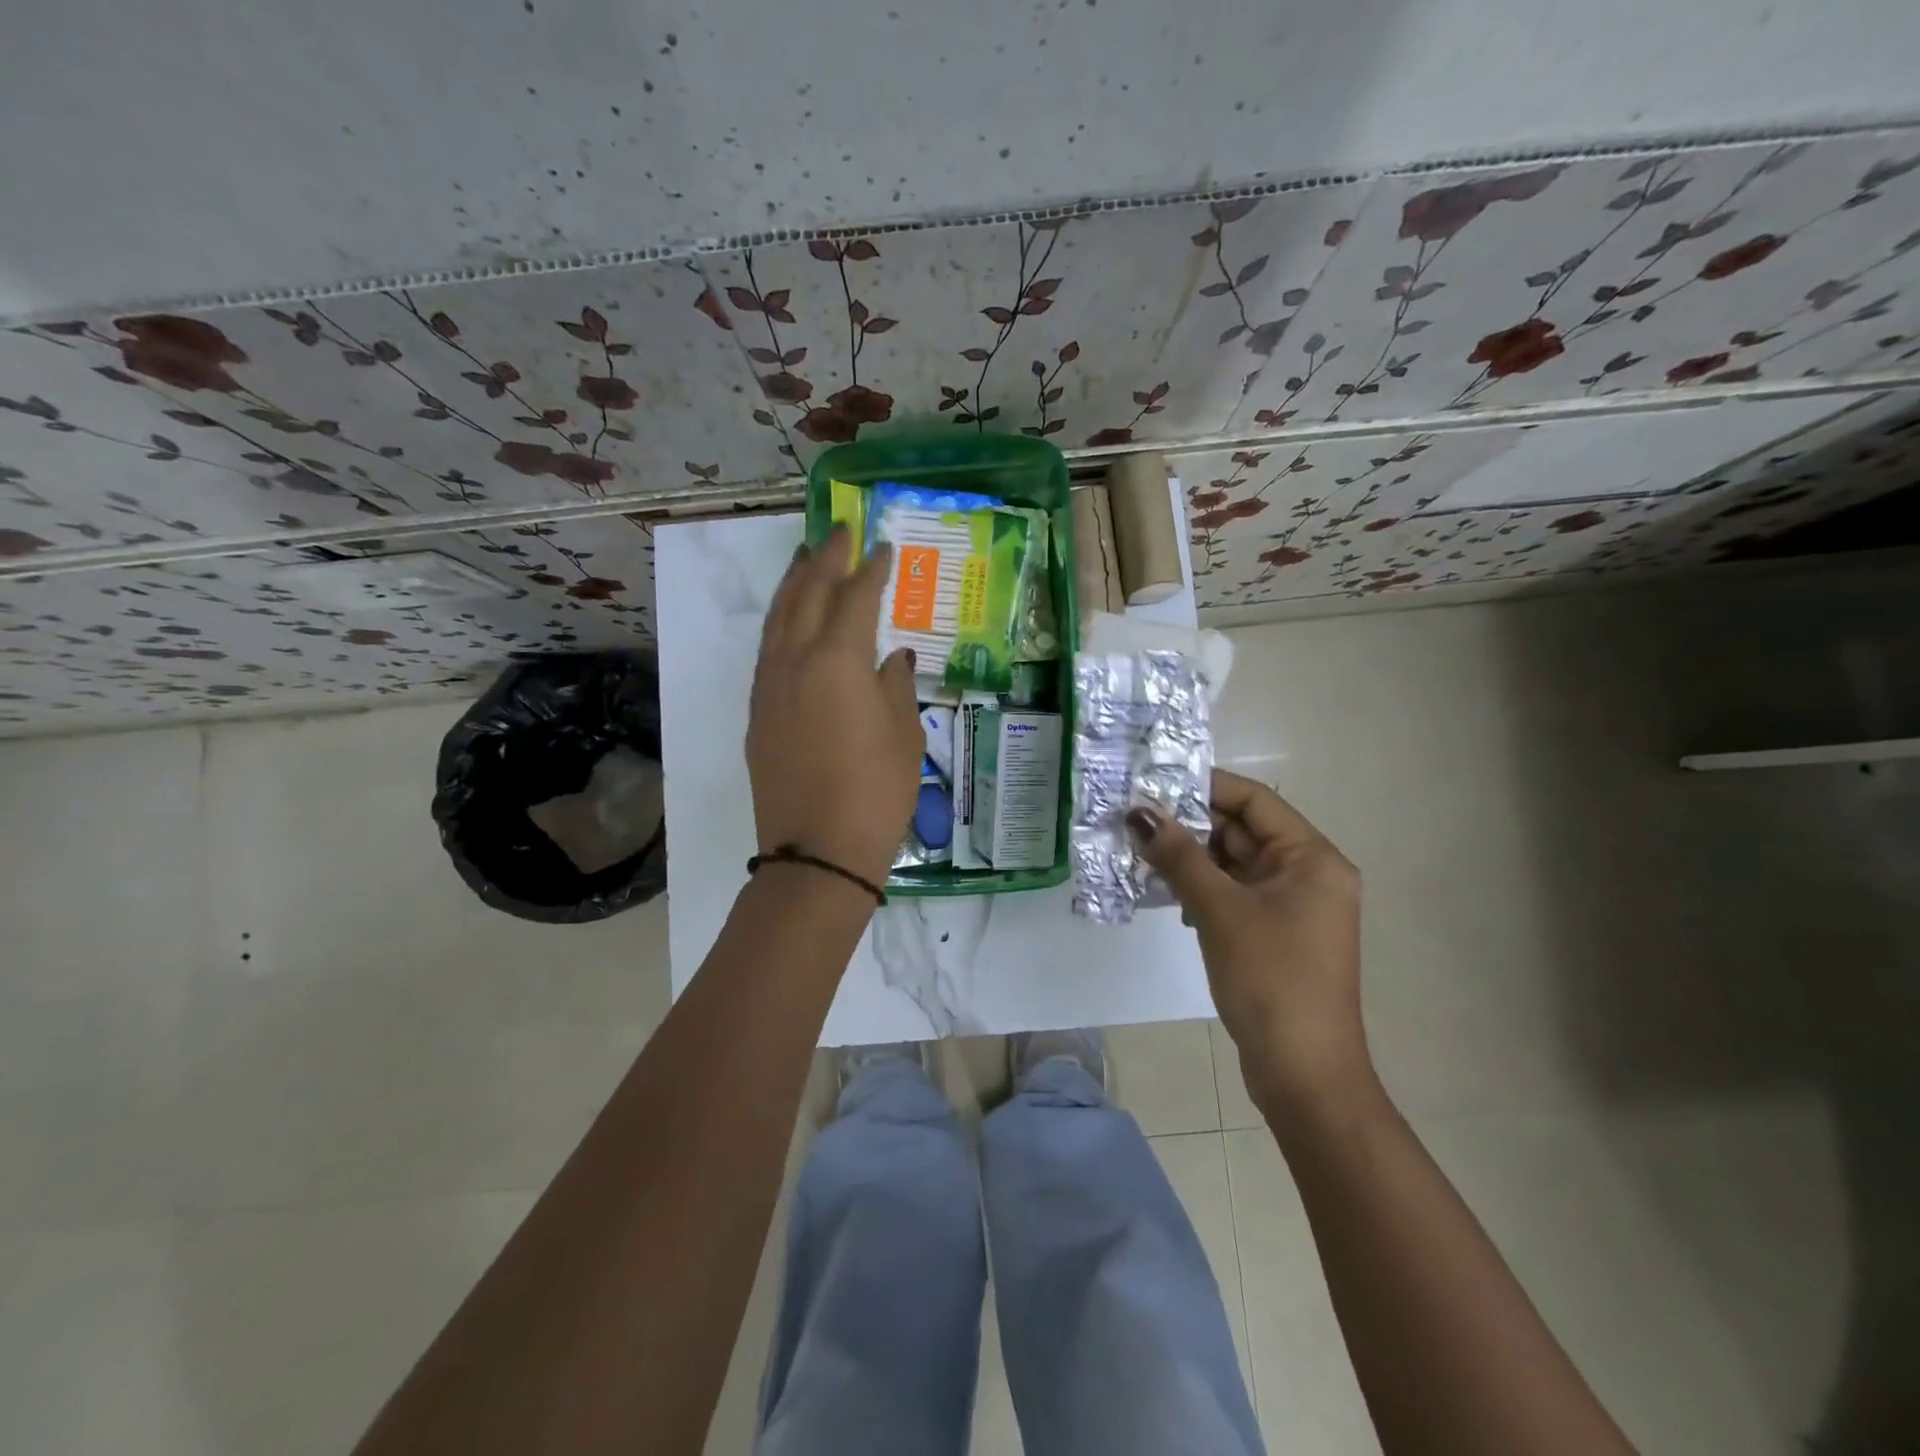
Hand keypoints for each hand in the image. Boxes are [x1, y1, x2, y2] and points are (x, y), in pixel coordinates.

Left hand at [748, 527, 922, 889]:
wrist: (818, 852)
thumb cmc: (877, 792)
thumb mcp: (904, 735)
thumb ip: (896, 686)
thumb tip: (892, 659)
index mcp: (839, 661)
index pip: (855, 598)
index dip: (871, 570)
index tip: (883, 548)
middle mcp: (796, 661)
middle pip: (807, 593)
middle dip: (825, 558)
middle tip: (840, 531)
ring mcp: (769, 686)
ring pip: (778, 618)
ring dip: (795, 583)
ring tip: (807, 558)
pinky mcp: (758, 712)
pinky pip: (768, 649)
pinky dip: (781, 622)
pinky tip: (792, 620)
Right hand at [1130, 770, 1371, 1116]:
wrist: (1304, 1074)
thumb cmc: (1270, 979)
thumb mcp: (1220, 909)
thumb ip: (1179, 856)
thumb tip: (1139, 811)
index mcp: (1312, 858)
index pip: (1255, 801)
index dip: (1205, 787)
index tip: (1154, 783)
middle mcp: (1308, 874)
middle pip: (1243, 831)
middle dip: (1190, 825)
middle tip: (1135, 819)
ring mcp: (1292, 907)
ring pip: (1233, 864)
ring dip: (1190, 858)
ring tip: (1139, 851)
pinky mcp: (1274, 934)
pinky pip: (1233, 894)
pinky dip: (1201, 888)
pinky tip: (1166, 893)